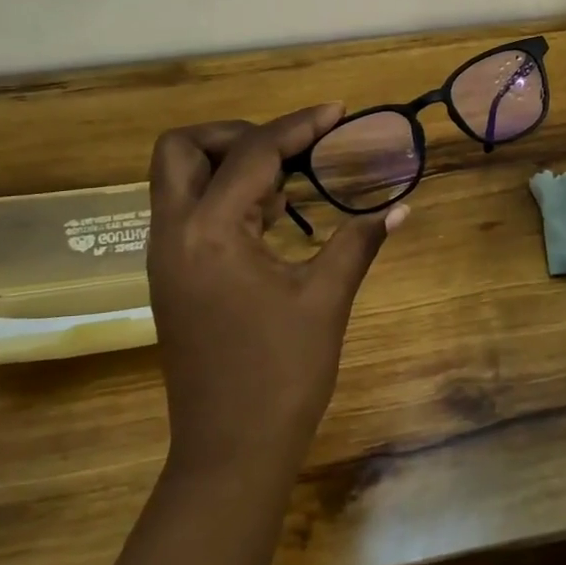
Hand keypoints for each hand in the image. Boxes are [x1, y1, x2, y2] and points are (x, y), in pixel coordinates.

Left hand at [146, 105, 405, 480]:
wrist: (230, 452)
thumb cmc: (280, 375)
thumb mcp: (326, 301)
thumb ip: (358, 242)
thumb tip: (401, 207)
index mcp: (210, 233)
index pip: (252, 154)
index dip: (299, 126)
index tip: (337, 112)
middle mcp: (173, 235)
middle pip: (182, 149)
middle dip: (235, 134)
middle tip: (288, 151)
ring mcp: (164, 258)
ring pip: (177, 180)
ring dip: (227, 165)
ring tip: (287, 185)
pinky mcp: (171, 279)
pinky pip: (186, 212)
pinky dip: (221, 197)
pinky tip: (270, 220)